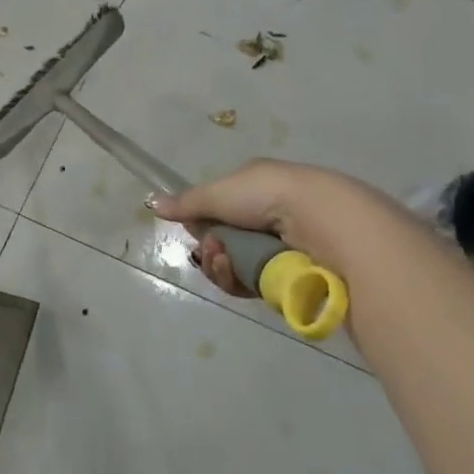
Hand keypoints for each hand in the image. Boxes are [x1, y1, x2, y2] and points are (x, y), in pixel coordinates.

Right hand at [149, 159, 356, 296]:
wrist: (321, 222)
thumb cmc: (268, 196)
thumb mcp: (220, 192)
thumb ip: (186, 202)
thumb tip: (151, 203)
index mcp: (255, 188)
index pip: (218, 210)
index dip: (202, 223)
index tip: (194, 228)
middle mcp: (267, 218)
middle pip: (222, 242)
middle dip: (209, 248)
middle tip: (212, 248)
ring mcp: (278, 250)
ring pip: (232, 266)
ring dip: (219, 264)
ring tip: (224, 259)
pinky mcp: (286, 279)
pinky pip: (249, 285)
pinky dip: (236, 280)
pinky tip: (235, 272)